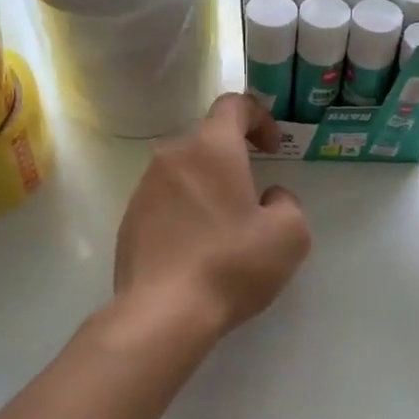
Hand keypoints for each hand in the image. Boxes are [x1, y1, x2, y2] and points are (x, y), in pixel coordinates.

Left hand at [114, 94, 311, 341]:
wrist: (163, 313)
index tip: (272, 149)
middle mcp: (172, 158)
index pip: (234, 105)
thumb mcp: (289, 235)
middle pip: (208, 142)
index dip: (260, 118)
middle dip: (235, 161)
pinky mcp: (129, 220)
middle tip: (255, 197)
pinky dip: (186, 214)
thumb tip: (269, 198)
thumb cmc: (232, 265)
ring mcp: (144, 189)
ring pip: (185, 174)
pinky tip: (198, 252)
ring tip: (227, 230)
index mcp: (211, 149)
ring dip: (209, 189)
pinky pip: (166, 203)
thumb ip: (287, 203)